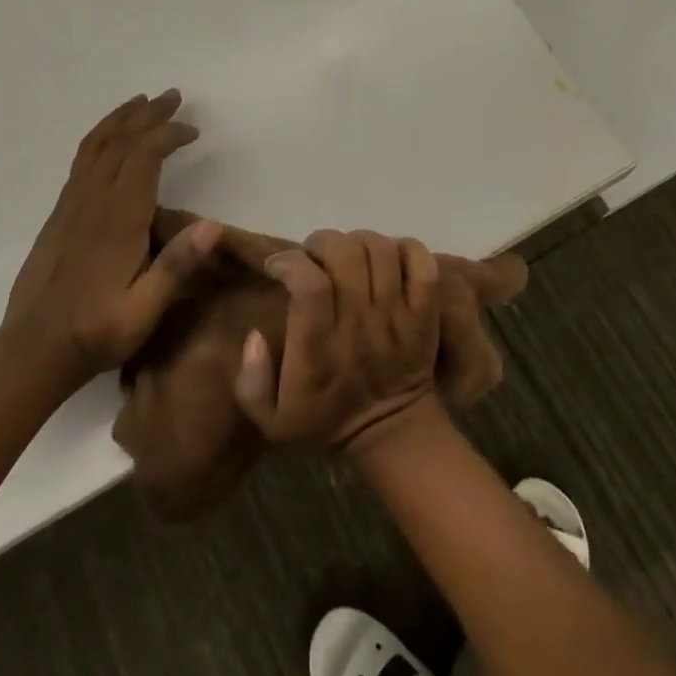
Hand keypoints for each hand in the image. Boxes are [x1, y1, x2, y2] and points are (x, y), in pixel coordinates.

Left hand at [0, 90, 220, 395]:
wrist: (33, 349)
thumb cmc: (97, 331)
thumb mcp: (145, 309)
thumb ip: (176, 266)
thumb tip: (214, 226)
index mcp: (118, 219)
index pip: (143, 157)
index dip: (168, 134)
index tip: (193, 130)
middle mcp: (92, 202)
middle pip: (120, 142)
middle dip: (148, 114)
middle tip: (173, 96)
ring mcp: (71, 205)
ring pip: (95, 146)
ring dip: (121, 119)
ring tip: (141, 102)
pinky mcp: (59, 215)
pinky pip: (81, 161)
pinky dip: (100, 138)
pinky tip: (110, 140)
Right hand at [233, 230, 441, 452]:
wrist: (389, 434)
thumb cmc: (324, 420)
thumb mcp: (271, 418)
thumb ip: (251, 380)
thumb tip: (255, 336)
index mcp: (319, 347)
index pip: (309, 283)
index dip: (290, 262)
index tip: (278, 265)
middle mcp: (359, 324)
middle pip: (346, 254)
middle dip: (322, 242)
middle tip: (313, 255)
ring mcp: (397, 316)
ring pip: (382, 251)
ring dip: (359, 240)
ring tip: (347, 254)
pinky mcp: (424, 313)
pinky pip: (423, 265)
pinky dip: (406, 248)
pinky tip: (387, 257)